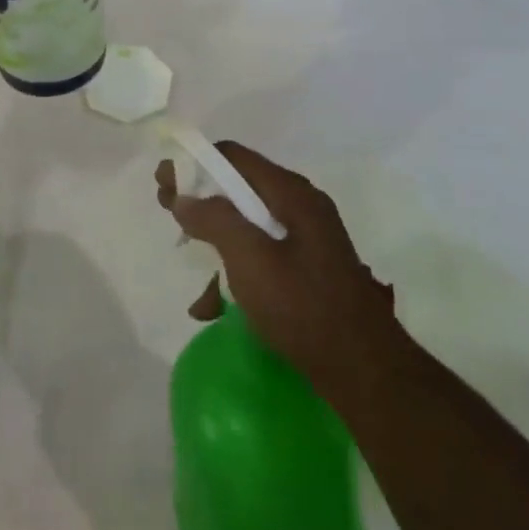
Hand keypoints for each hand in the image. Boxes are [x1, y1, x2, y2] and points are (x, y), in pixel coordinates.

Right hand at [157, 141, 403, 404]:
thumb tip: (184, 197)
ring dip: (215, 242)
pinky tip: (214, 306)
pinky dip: (235, 271)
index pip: (232, 157)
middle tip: (168, 212)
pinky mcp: (308, 270)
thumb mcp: (250, 259)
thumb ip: (214, 220)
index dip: (193, 163)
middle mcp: (300, 207)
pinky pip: (262, 255)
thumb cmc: (303, 306)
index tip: (162, 182)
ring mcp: (307, 239)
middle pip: (239, 188)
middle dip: (200, 200)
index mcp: (291, 194)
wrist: (365, 372)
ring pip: (247, 225)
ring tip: (191, 268)